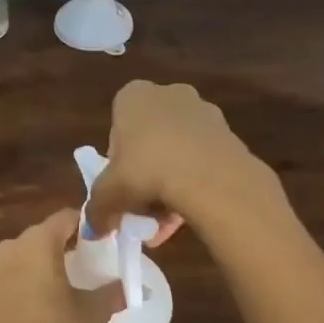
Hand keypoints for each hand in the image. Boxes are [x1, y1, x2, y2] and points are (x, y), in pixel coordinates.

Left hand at [0, 208, 123, 322]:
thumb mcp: (90, 312)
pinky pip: (19, 268)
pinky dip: (36, 273)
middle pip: (48, 231)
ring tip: (76, 275)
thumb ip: (114, 294)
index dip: (90, 224)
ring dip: (52, 257)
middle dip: (71, 240)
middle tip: (96, 256)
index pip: (68, 217)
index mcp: (38, 240)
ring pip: (32, 250)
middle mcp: (15, 244)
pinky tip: (52, 293)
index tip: (109, 238)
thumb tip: (136, 288)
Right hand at [85, 81, 263, 237]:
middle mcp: (168, 94)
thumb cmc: (146, 171)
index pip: (118, 128)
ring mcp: (202, 111)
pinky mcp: (228, 133)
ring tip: (168, 222)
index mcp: (133, 96)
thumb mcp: (108, 195)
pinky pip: (203, 160)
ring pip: (178, 152)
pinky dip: (195, 183)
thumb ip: (97, 210)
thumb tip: (94, 228)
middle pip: (149, 140)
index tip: (121, 186)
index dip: (117, 162)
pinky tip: (190, 213)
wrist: (209, 176)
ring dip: (171, 183)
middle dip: (146, 174)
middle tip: (143, 207)